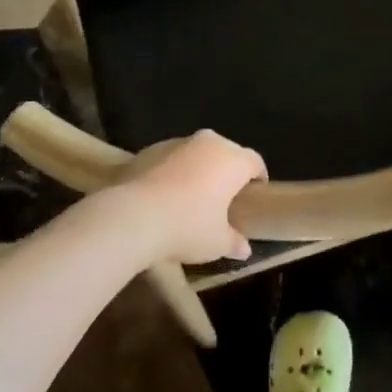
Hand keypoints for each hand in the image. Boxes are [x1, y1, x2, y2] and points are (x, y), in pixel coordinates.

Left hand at [112, 130, 265, 264]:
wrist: (133, 216)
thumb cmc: (187, 227)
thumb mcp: (217, 243)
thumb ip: (234, 242)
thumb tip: (244, 248)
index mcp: (232, 160)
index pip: (255, 162)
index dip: (258, 178)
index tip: (254, 195)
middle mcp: (208, 143)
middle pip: (226, 153)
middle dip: (227, 171)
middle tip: (224, 198)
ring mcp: (178, 142)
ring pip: (197, 153)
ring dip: (199, 169)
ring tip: (192, 196)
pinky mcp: (151, 149)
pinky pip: (171, 158)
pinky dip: (174, 171)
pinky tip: (165, 195)